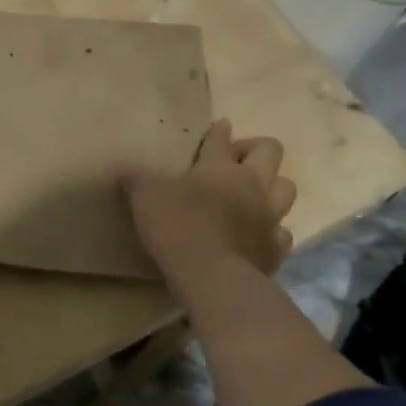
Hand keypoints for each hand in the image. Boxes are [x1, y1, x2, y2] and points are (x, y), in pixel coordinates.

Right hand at [119, 119, 294, 278]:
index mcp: (220, 166)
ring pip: (287, 188)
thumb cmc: (178, 227)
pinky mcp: (276, 249)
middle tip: (235, 161)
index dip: (218, 131)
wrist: (213, 278)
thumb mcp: (144, 197)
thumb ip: (134, 177)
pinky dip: (273, 230)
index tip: (218, 128)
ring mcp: (269, 217)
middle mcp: (252, 184)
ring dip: (273, 186)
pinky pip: (283, 233)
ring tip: (253, 195)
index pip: (221, 137)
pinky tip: (257, 235)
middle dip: (256, 149)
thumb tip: (118, 164)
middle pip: (270, 151)